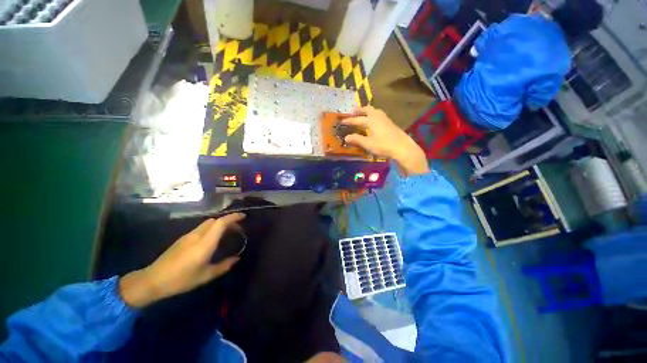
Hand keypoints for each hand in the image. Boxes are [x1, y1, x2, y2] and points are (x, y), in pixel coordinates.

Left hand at [119, 213, 244, 307]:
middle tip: (237, 228)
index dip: (233, 217)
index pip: (221, 222)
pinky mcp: (182, 239)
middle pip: (215, 220)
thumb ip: (224, 266)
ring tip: (227, 233)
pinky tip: (212, 239)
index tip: (244, 216)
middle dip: (228, 220)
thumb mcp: (206, 276)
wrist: (153, 280)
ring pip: (208, 223)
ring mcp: (188, 236)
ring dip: (219, 224)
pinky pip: (201, 228)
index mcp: (205, 243)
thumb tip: (237, 259)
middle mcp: (197, 235)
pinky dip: (211, 228)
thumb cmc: (181, 279)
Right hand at [343, 106, 429, 175]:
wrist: (403, 147)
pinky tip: (374, 121)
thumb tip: (346, 137)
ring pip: (375, 111)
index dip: (349, 121)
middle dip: (359, 110)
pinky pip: (379, 115)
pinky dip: (373, 115)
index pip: (357, 120)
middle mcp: (378, 117)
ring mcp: (385, 119)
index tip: (342, 121)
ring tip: (362, 114)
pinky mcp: (390, 123)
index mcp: (371, 120)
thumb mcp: (368, 144)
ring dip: (367, 111)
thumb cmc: (384, 145)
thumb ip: (357, 139)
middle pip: (367, 109)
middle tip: (353, 112)